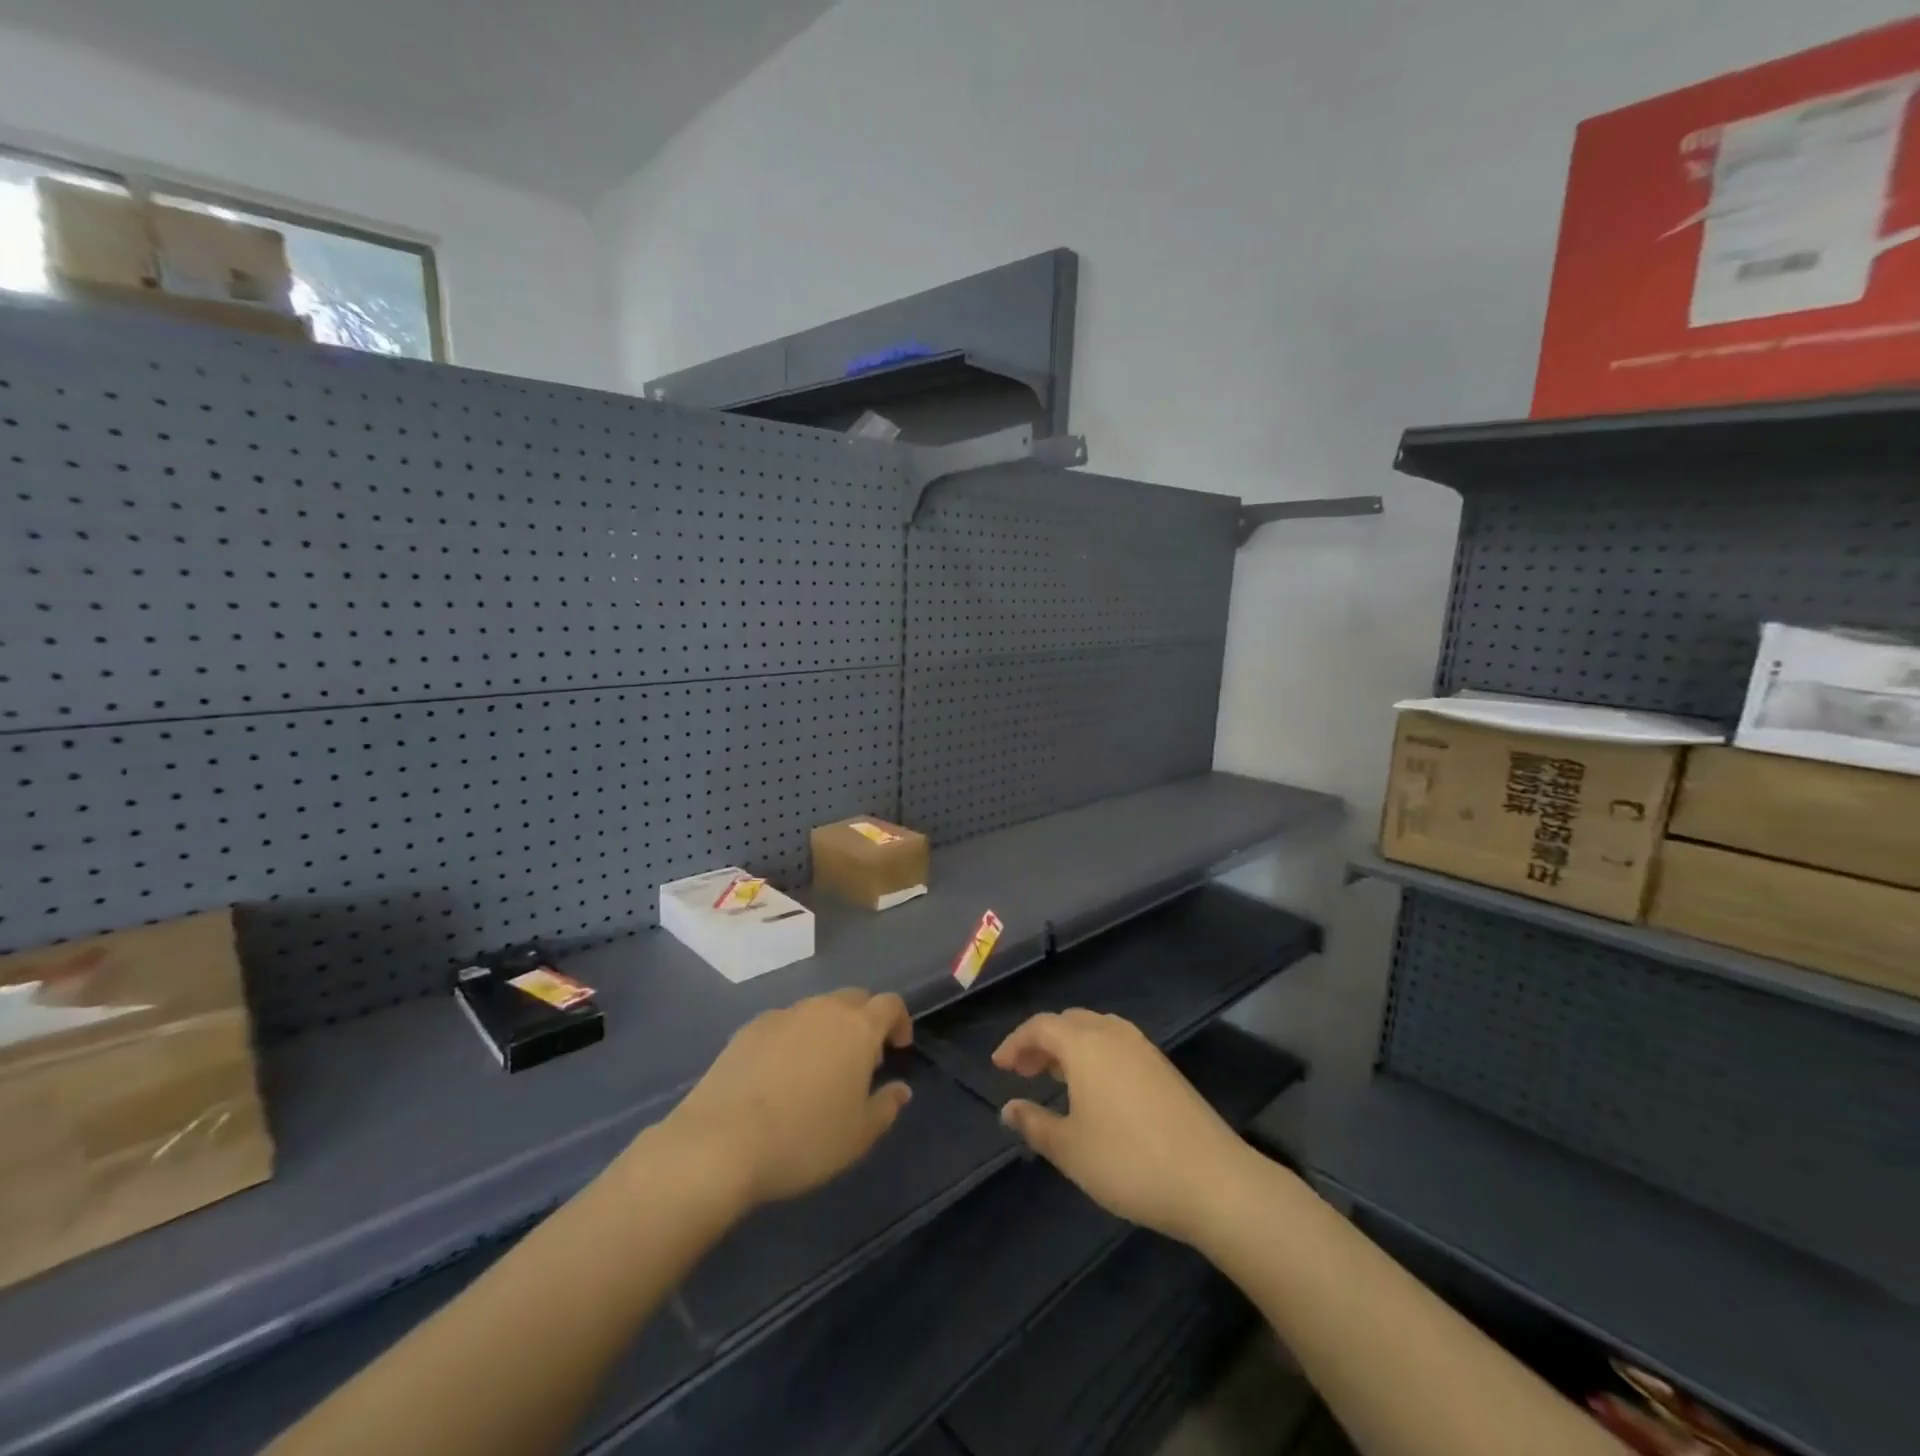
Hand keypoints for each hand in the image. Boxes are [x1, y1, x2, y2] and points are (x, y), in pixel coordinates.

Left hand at [666, 988, 914, 1208]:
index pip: (890, 1004)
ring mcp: (783, 1015)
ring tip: (820, 1070)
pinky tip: (780, 1076)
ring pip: (817, 1010)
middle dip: (865, 1021)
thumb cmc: (804, 1139)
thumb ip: (886, 1106)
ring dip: (828, 1029)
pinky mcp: (749, 1028)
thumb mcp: (858, 1136)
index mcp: (857, 1028)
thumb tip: (900, 1089)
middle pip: (854, 998)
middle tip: (861, 1060)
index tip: (898, 1048)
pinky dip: (793, 1039)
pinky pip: (784, 1024)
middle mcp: (823, 1009)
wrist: (721, 1142)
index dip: (899, 1021)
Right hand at [994, 1010, 1252, 1242]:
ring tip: (1055, 1078)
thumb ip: (1034, 1124)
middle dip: (1042, 1042)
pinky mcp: (1164, 1067)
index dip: (1015, 1042)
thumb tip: (1008, 1108)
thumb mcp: (1071, 1149)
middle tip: (1023, 1071)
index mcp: (1085, 1045)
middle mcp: (1113, 1034)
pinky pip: (1117, 1045)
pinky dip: (1095, 1055)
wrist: (1212, 1180)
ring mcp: (1143, 1048)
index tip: (998, 1066)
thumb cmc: (1129, 1162)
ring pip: (1095, 1031)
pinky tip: (1095, 1091)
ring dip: (1070, 1047)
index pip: (1040, 1026)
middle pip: (1069, 1022)